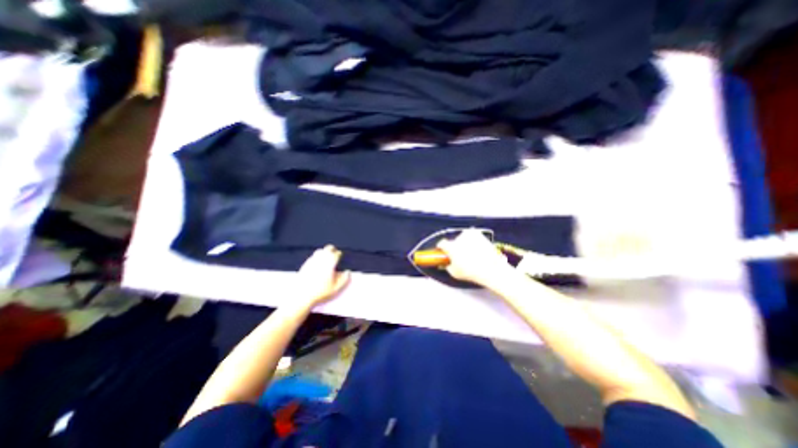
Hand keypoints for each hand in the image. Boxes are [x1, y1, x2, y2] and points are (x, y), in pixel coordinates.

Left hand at [295, 244, 349, 307]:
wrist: (301, 296)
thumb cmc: (321, 292)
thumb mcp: (336, 288)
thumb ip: (344, 279)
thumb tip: (348, 272)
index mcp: (330, 262)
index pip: (336, 254)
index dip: (339, 255)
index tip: (340, 256)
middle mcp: (321, 259)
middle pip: (328, 248)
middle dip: (333, 249)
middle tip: (335, 253)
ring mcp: (312, 260)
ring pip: (320, 251)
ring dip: (324, 252)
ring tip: (327, 257)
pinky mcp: (305, 264)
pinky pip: (313, 257)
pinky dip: (317, 257)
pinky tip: (317, 263)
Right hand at [434, 230, 514, 284]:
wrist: (493, 269)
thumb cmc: (472, 272)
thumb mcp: (454, 273)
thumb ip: (447, 266)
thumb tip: (446, 263)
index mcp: (451, 246)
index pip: (442, 244)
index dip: (441, 248)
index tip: (443, 252)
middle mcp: (459, 238)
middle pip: (453, 241)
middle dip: (455, 247)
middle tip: (459, 256)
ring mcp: (470, 234)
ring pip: (463, 238)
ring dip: (464, 244)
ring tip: (470, 254)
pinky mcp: (479, 234)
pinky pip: (472, 237)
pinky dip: (473, 242)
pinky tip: (477, 251)